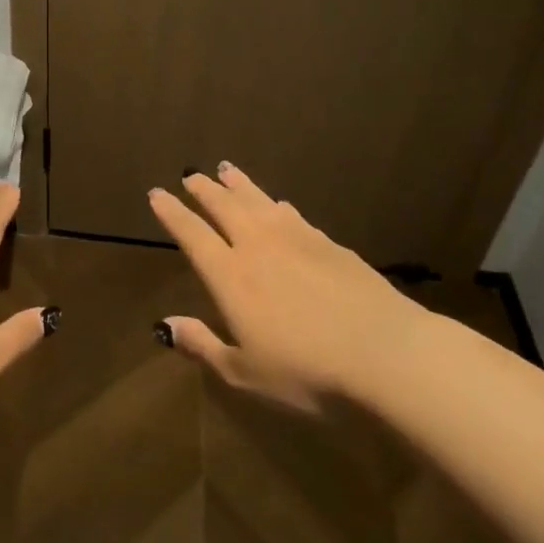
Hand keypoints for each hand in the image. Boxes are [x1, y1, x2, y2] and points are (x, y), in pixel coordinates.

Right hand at [147, 163, 420, 409]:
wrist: (385, 353)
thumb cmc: (308, 371)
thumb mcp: (246, 374)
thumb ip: (204, 346)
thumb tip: (166, 325)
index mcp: (231, 276)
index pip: (193, 235)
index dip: (172, 213)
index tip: (157, 193)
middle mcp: (258, 246)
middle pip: (224, 207)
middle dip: (203, 190)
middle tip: (191, 175)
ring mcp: (296, 239)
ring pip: (258, 201)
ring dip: (239, 184)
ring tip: (226, 169)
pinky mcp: (328, 243)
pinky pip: (292, 214)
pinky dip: (276, 204)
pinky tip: (278, 204)